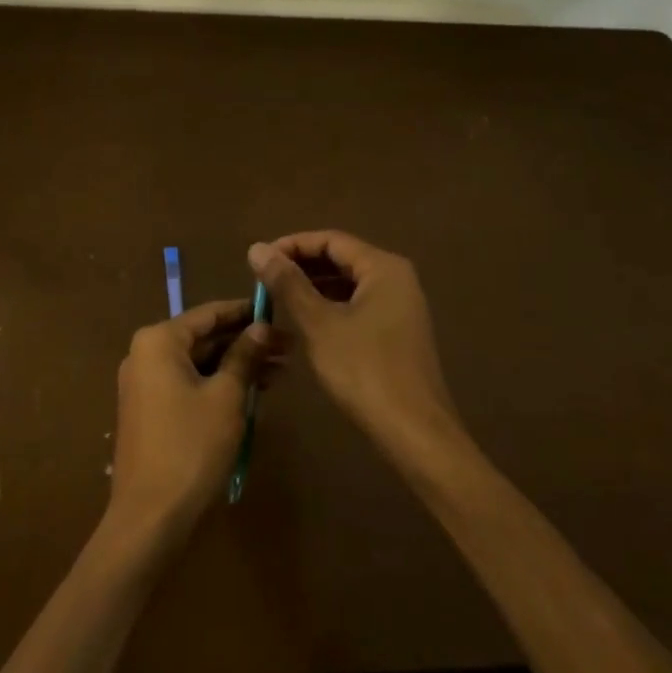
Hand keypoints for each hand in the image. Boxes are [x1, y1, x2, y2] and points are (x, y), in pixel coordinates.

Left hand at [107, 300, 280, 539]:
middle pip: (205, 338)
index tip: (280, 312)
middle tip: (289, 348)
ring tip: (281, 371)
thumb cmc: (190, 447)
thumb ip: (244, 356)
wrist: (149, 519)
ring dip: (237, 366)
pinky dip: (219, 385)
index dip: (246, 312)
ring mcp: (145, 384)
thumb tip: (261, 326)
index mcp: (159, 341)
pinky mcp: (151, 411)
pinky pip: (189, 384)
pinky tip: (254, 392)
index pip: (210, 314)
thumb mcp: (226, 396)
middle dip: (246, 343)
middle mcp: (145, 354)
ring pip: (200, 363)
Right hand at [247, 231, 458, 459]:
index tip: (259, 260)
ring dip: (314, 287)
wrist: (414, 432)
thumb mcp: (319, 324)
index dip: (292, 245)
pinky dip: (330, 307)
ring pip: (349, 284)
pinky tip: (305, 323)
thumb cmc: (365, 371)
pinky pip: (358, 305)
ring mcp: (401, 306)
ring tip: (278, 299)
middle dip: (302, 266)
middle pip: (342, 258)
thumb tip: (257, 247)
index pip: (331, 240)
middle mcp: (396, 278)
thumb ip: (288, 283)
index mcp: (383, 267)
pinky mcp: (398, 331)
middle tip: (263, 280)